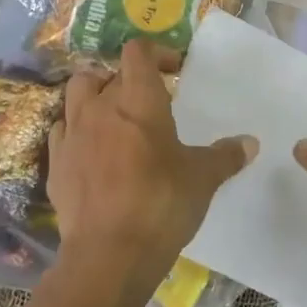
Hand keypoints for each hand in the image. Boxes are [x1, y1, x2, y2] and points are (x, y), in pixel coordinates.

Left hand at [4, 40, 255, 306]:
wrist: (109, 254)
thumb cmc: (162, 204)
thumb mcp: (203, 179)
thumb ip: (225, 156)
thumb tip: (250, 143)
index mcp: (138, 100)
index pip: (137, 52)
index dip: (156, 53)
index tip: (174, 70)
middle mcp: (100, 107)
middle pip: (104, 72)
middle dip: (124, 79)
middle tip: (145, 100)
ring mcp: (72, 134)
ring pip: (76, 94)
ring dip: (94, 97)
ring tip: (114, 118)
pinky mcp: (56, 163)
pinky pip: (62, 131)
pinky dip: (76, 130)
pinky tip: (91, 150)